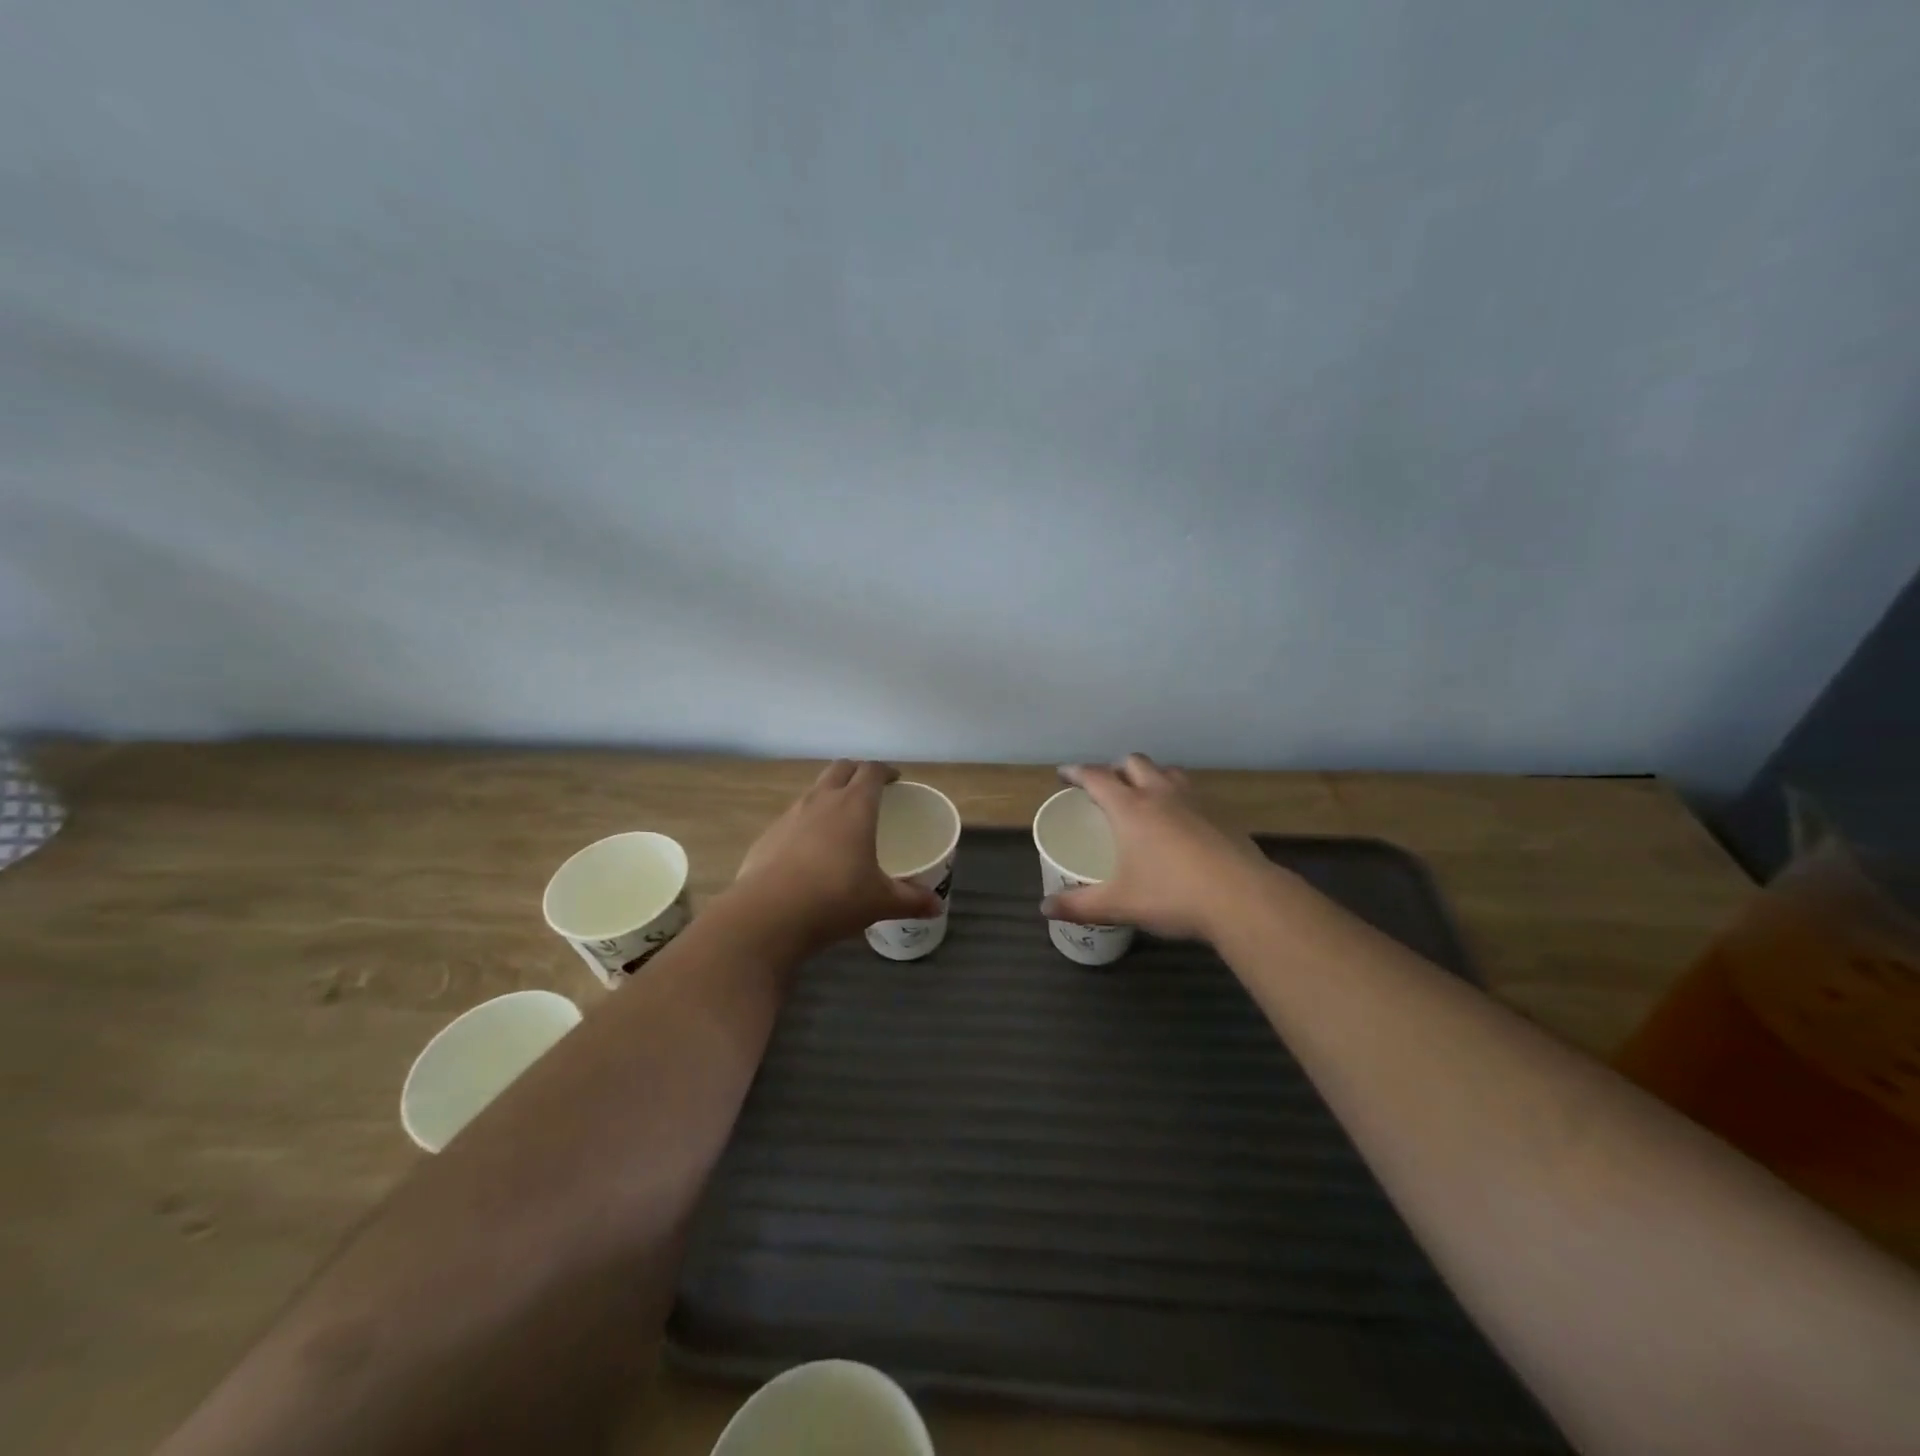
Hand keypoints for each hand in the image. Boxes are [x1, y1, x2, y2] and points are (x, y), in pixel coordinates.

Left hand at [731, 760, 943, 950]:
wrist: (767, 915)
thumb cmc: (834, 899)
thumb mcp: (880, 902)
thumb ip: (910, 900)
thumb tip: (936, 906)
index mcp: (855, 806)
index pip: (872, 770)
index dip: (886, 771)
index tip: (895, 780)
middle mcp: (822, 800)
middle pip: (841, 768)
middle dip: (857, 772)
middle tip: (871, 790)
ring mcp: (791, 815)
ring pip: (815, 789)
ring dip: (830, 793)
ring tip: (841, 819)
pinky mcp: (768, 835)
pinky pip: (793, 816)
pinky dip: (807, 821)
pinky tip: (811, 850)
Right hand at [1041, 754, 1275, 942]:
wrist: (1243, 898)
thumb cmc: (1172, 895)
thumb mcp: (1119, 904)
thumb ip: (1079, 904)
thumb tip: (1045, 908)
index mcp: (1130, 808)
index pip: (1096, 777)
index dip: (1076, 772)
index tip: (1064, 773)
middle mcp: (1161, 794)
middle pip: (1134, 763)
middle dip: (1116, 768)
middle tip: (1107, 786)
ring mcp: (1195, 801)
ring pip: (1168, 771)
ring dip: (1151, 776)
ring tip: (1144, 795)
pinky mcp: (1221, 815)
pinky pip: (1192, 792)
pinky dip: (1178, 796)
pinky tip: (1181, 821)